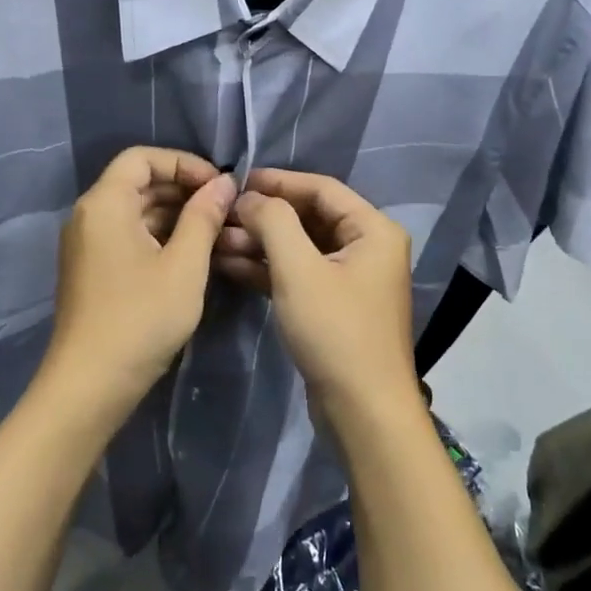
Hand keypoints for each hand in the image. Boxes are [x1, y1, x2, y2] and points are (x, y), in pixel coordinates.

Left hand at [43, 147, 236, 421]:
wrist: (90, 385)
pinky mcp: (92, 269)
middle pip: (137, 182)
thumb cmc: (141, 318)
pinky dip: (158, 235)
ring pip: (134, 211)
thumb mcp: (184, 266)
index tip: (218, 187)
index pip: (142, 158)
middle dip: (182, 188)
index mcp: (104, 204)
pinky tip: (189, 255)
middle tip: (223, 209)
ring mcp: (87, 244)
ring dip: (174, 214)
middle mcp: (88, 215)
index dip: (183, 163)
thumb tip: (224, 183)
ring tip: (214, 232)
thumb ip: (204, 217)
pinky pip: (127, 235)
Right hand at [214, 169, 420, 425]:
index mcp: (373, 230)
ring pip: (300, 247)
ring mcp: (350, 278)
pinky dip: (268, 269)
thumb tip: (249, 197)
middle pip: (309, 217)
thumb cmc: (335, 331)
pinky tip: (230, 265)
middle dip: (264, 216)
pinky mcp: (333, 305)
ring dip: (261, 243)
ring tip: (217, 241)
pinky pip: (298, 273)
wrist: (362, 410)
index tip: (238, 180)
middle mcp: (367, 247)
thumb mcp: (299, 270)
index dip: (279, 181)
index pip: (322, 189)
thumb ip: (273, 222)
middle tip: (222, 216)